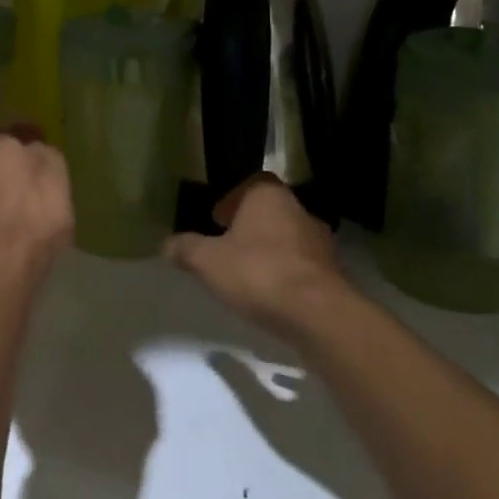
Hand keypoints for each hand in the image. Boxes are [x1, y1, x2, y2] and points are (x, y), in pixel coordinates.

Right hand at [163, 175, 354, 338]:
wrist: (317, 314)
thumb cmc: (257, 272)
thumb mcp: (207, 261)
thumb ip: (185, 248)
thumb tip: (165, 244)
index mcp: (268, 196)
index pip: (251, 184)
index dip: (231, 198)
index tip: (216, 220)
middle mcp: (299, 210)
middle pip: (270, 211)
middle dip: (249, 226)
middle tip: (226, 246)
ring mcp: (320, 242)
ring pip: (287, 238)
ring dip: (269, 250)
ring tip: (247, 273)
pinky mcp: (333, 273)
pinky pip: (302, 265)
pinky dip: (286, 274)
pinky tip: (270, 294)